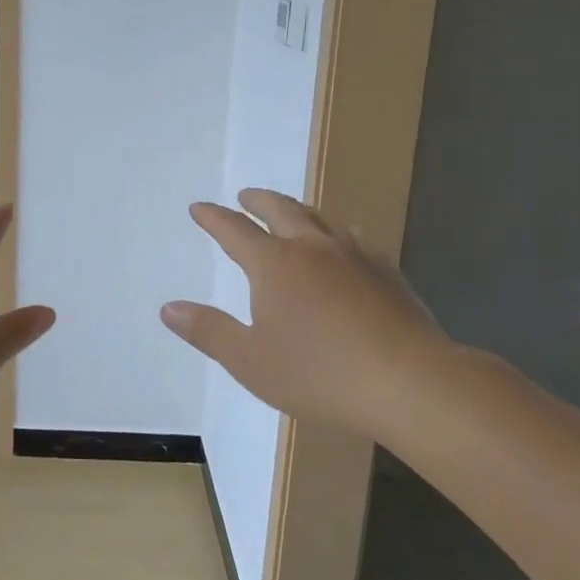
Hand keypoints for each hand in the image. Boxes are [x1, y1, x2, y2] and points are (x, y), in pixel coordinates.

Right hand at [161, 188, 451, 435]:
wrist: (411, 383)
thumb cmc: (319, 374)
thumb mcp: (250, 360)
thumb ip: (208, 331)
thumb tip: (169, 308)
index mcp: (274, 265)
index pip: (234, 231)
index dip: (213, 218)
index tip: (199, 208)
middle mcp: (312, 248)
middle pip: (280, 210)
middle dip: (257, 201)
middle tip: (245, 196)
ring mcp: (354, 257)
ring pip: (320, 218)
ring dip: (298, 210)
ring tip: (291, 212)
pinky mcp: (388, 274)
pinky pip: (355, 239)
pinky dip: (336, 232)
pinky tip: (345, 245)